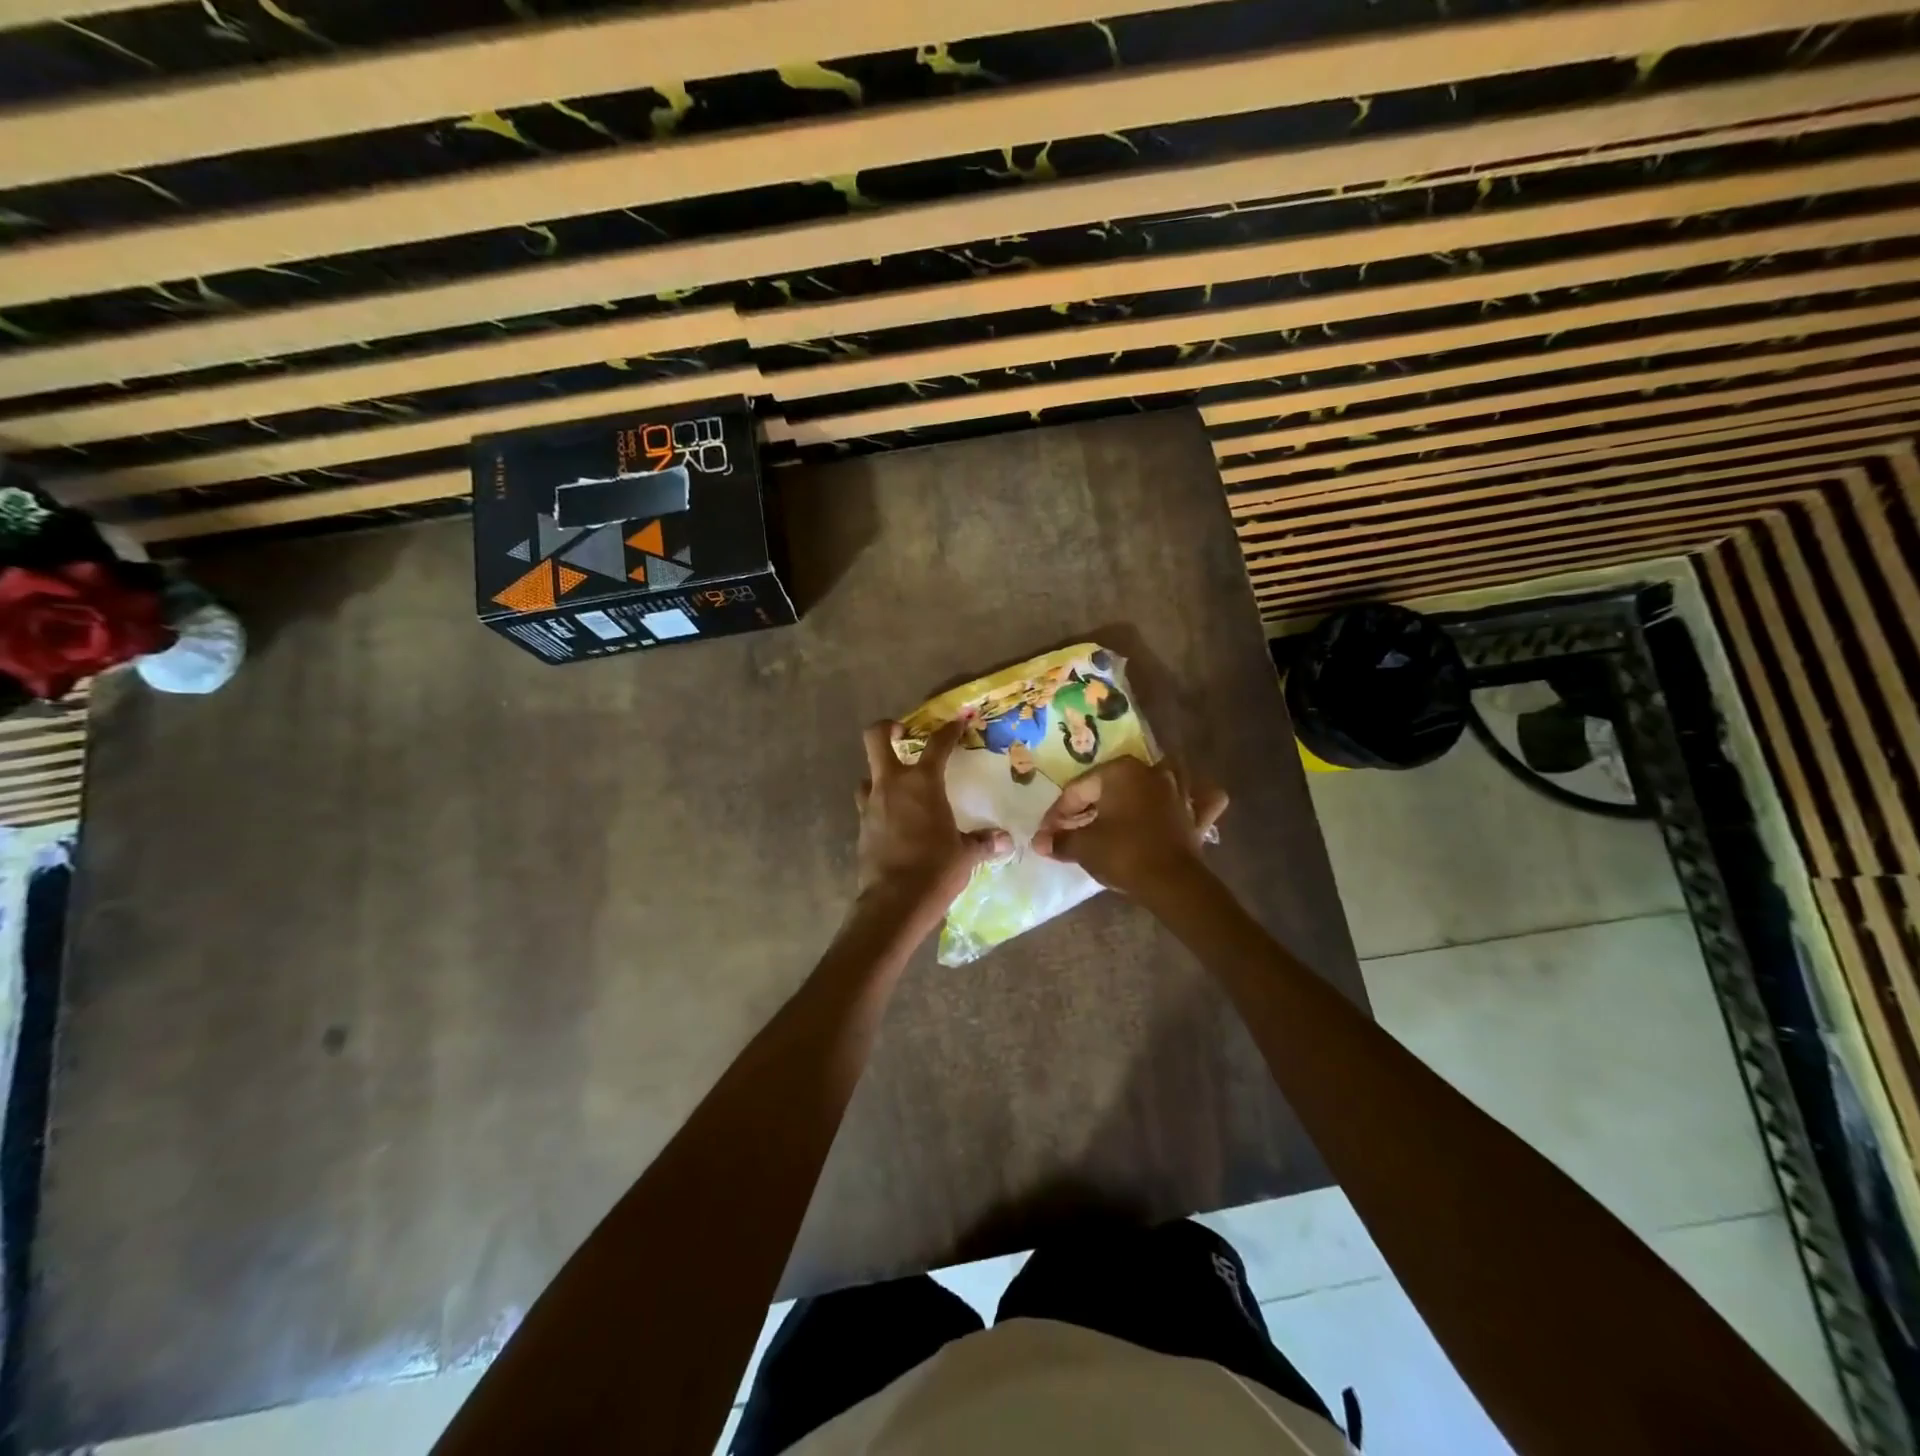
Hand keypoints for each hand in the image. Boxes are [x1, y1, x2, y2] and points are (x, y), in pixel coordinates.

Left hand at [856, 720, 1009, 924]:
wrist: (895, 901)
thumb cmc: (936, 869)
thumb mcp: (965, 854)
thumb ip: (982, 842)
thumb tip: (1004, 840)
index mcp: (922, 783)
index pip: (937, 745)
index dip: (949, 730)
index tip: (958, 722)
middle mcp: (892, 785)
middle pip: (876, 738)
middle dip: (887, 728)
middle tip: (902, 732)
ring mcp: (871, 805)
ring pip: (867, 774)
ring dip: (880, 774)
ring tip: (899, 785)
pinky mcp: (861, 828)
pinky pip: (868, 805)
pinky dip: (879, 805)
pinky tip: (895, 820)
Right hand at [1031, 756, 1227, 898]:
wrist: (1171, 883)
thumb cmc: (1122, 854)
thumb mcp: (1083, 847)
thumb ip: (1060, 841)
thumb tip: (1039, 842)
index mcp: (1120, 771)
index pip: (1078, 789)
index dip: (1058, 813)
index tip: (1047, 834)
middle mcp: (1151, 772)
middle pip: (1113, 784)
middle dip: (1092, 804)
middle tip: (1073, 829)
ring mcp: (1179, 790)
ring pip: (1160, 779)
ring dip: (1144, 789)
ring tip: (1126, 805)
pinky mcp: (1197, 814)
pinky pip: (1198, 800)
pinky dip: (1193, 800)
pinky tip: (1184, 805)